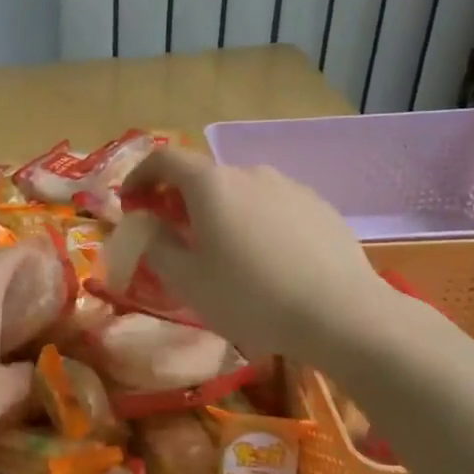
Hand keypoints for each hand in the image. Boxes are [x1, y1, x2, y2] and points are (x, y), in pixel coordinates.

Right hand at [119, 148, 398, 366]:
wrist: (342, 314)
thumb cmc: (251, 297)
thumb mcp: (187, 280)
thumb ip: (156, 245)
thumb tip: (147, 224)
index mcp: (211, 184)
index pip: (164, 159)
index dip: (140, 175)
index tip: (130, 201)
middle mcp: (250, 172)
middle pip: (204, 176)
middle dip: (180, 199)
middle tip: (174, 234)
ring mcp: (290, 186)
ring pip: (241, 192)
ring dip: (221, 211)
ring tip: (224, 252)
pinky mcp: (319, 206)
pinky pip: (273, 206)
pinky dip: (256, 222)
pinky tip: (267, 260)